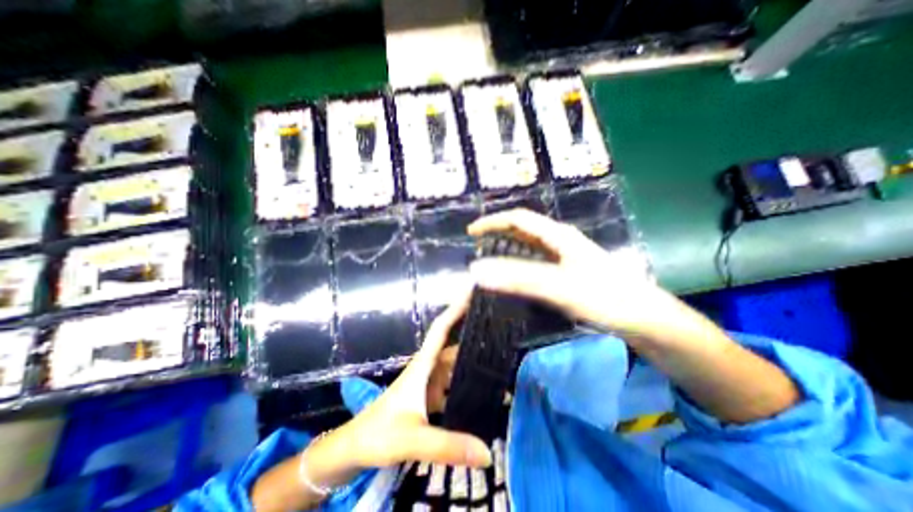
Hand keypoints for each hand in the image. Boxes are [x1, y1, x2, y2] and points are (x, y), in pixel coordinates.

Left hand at [333, 288, 492, 467]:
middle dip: (475, 337)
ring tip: (501, 360)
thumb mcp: (411, 438)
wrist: (356, 448)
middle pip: (454, 347)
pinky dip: (468, 385)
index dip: (455, 310)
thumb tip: (488, 453)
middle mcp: (429, 369)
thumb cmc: (378, 434)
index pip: (441, 330)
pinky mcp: (432, 397)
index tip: (472, 294)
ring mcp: (430, 383)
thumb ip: (447, 445)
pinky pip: (455, 385)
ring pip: (456, 367)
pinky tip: (485, 391)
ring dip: (474, 362)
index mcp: (423, 366)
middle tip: (502, 331)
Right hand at [471, 208, 705, 343]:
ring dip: (507, 249)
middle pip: (523, 230)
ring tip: (490, 259)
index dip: (492, 222)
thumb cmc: (605, 297)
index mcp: (558, 236)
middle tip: (477, 246)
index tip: (471, 233)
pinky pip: (536, 263)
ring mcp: (565, 257)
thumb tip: (476, 270)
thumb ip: (517, 278)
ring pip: (529, 247)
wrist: (645, 319)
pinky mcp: (568, 272)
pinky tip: (514, 277)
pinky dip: (519, 265)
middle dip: (498, 233)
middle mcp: (560, 241)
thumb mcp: (558, 287)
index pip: (518, 219)